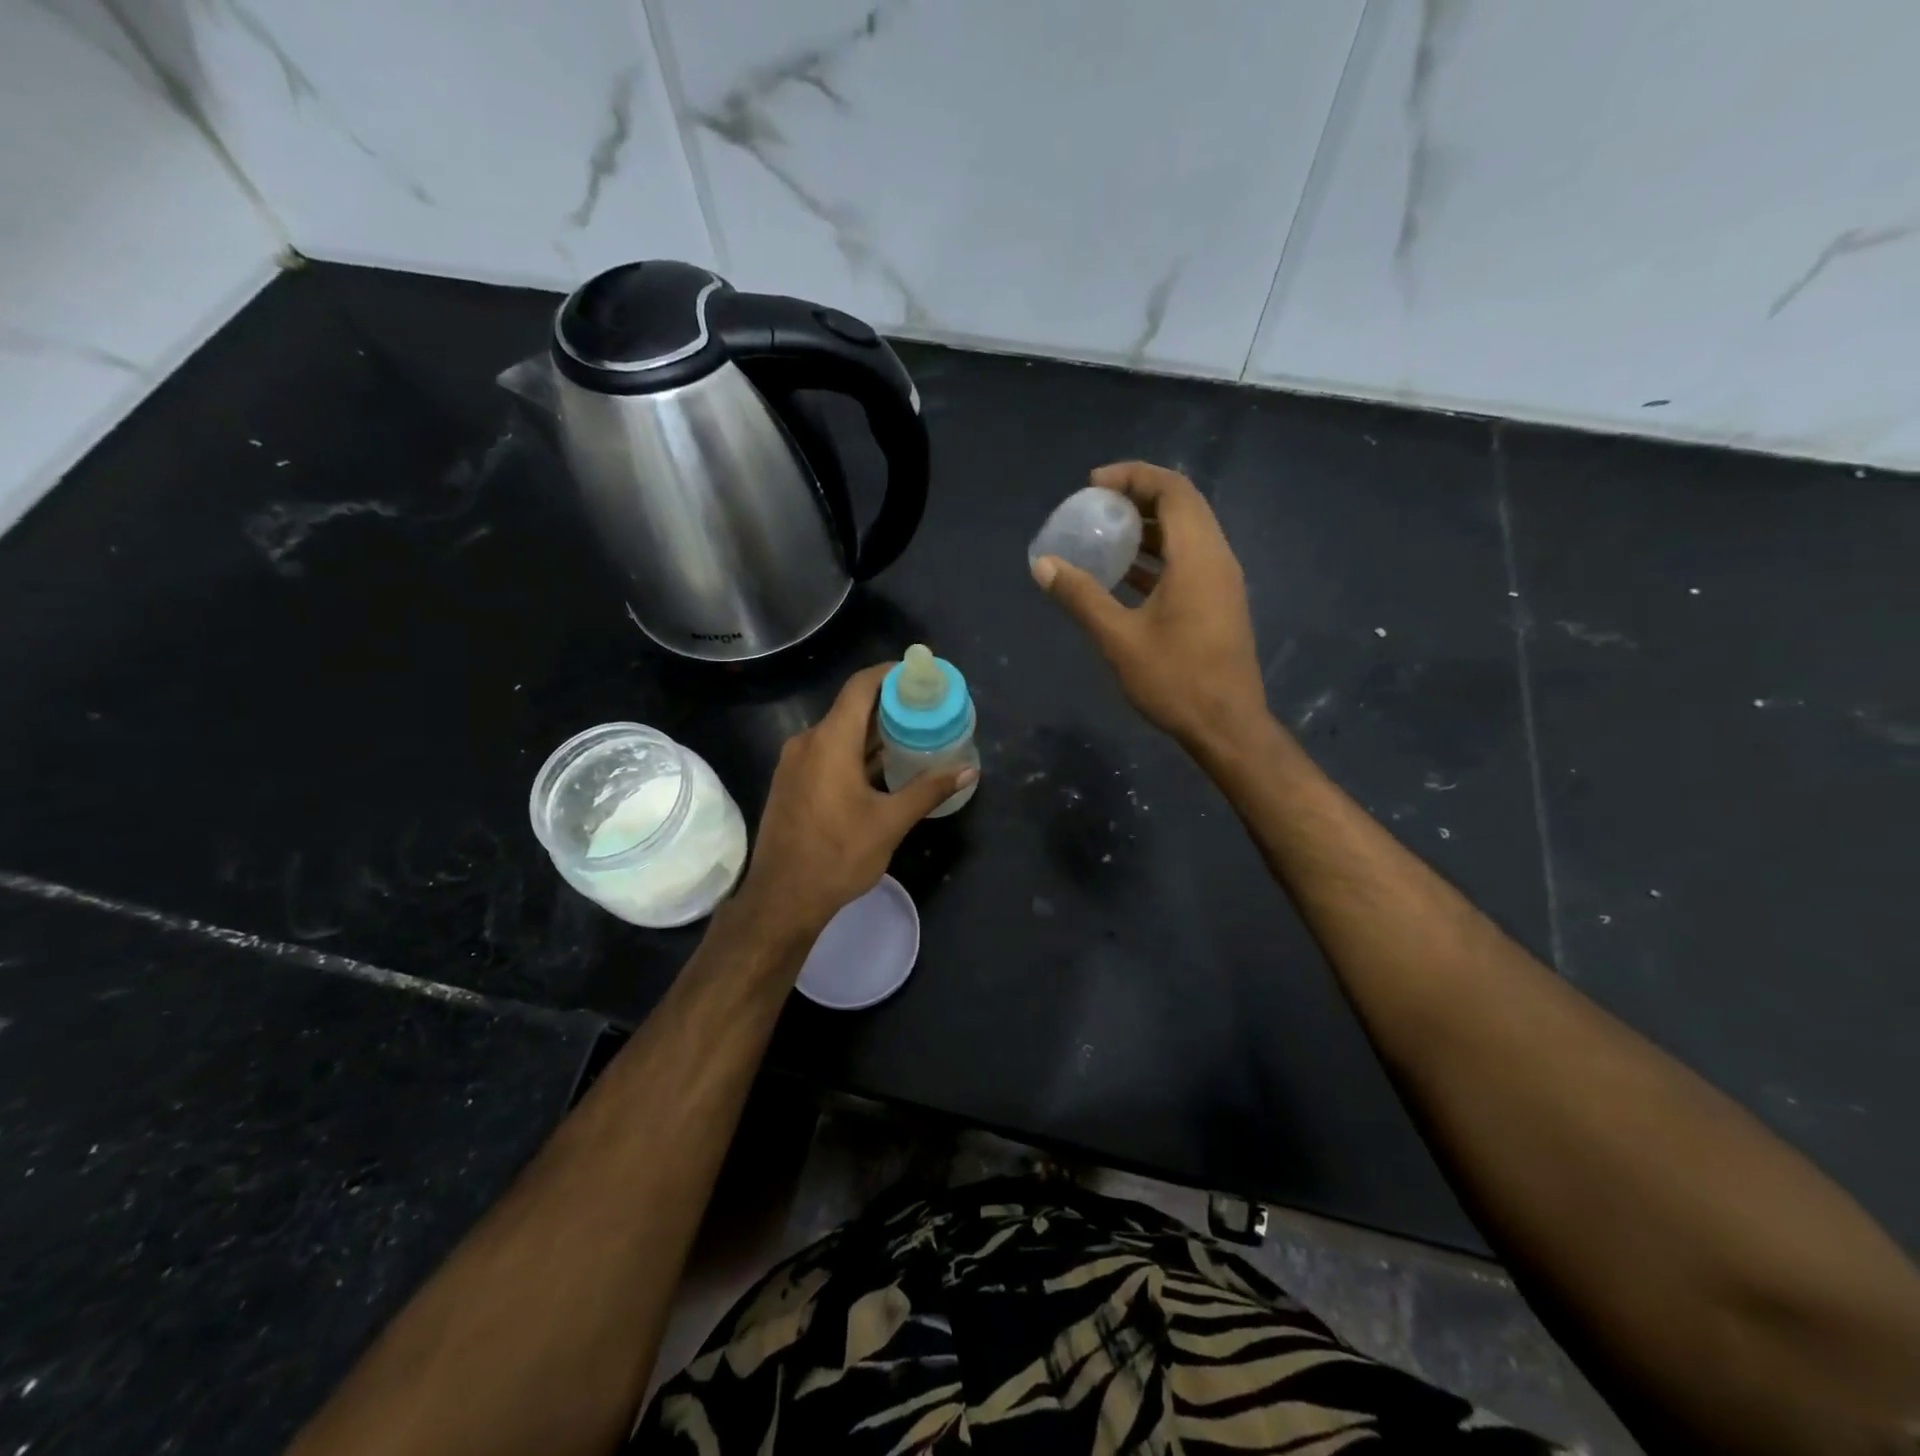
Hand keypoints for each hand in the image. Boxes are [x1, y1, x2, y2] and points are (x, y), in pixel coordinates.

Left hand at [734, 663, 975, 939]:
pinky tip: (882, 767)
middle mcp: (807, 742)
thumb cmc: (838, 855)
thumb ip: (929, 789)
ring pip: (839, 732)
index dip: (890, 673)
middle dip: (889, 705)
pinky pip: (826, 752)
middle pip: (851, 708)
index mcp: (830, 741)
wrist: (782, 898)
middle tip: (926, 709)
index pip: (861, 687)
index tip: (920, 675)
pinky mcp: (791, 782)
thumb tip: (969, 771)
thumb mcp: (891, 822)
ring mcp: (794, 762)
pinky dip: (855, 751)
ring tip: (911, 736)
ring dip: (873, 732)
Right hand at [1032, 461, 1268, 753]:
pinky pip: (1189, 560)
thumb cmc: (1174, 679)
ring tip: (1105, 535)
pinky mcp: (1219, 603)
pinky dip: (1157, 556)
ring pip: (1187, 534)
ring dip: (1148, 528)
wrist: (1226, 726)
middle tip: (1096, 506)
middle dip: (1138, 497)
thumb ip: (1080, 596)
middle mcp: (1217, 558)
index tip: (1093, 485)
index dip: (1132, 476)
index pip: (1172, 490)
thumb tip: (1042, 564)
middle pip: (1182, 505)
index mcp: (1198, 556)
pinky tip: (1125, 576)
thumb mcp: (1118, 638)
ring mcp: (1222, 582)